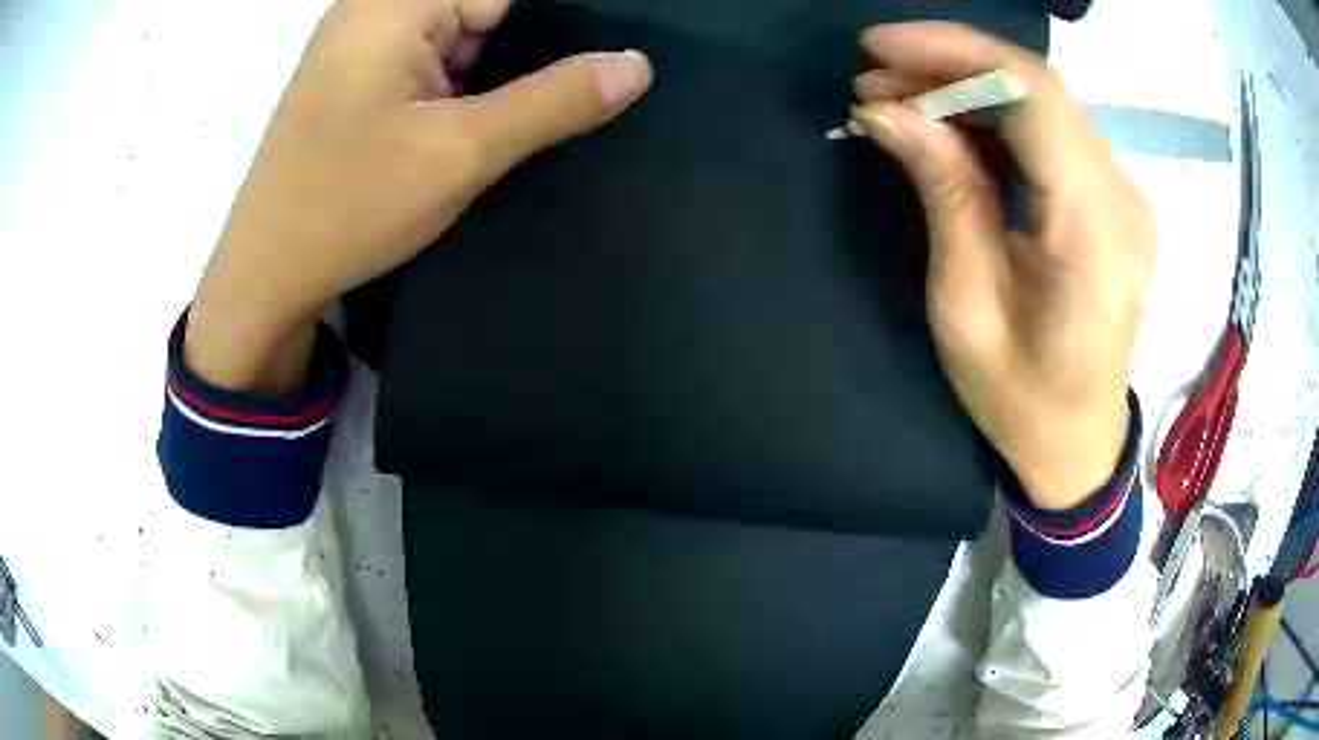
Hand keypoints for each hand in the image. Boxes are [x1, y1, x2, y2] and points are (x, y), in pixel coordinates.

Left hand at [186, 0, 651, 393]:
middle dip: (529, 48)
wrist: (267, 276)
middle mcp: (375, 9)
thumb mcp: (460, 152)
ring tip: (510, 118)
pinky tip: (480, 122)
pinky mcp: (359, 78)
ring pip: (461, 34)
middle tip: (574, 93)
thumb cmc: (348, 208)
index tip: (598, 59)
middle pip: (483, 8)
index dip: (559, 22)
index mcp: (394, 6)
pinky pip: (432, 59)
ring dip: (496, 71)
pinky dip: (465, 85)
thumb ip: (554, 101)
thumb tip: (636, 65)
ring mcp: (362, 44)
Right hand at [852, 23, 1155, 510]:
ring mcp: (1123, 195)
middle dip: (949, 65)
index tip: (877, 49)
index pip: (1031, 95)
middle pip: (1038, 88)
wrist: (1080, 442)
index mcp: (1093, 230)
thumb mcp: (967, 306)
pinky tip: (950, 123)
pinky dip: (996, 115)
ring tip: (900, 98)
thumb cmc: (1022, 398)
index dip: (952, 52)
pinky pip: (1052, 132)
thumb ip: (944, 194)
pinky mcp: (1113, 200)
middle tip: (876, 80)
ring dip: (968, 87)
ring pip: (1044, 102)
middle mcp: (1121, 198)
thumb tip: (889, 112)